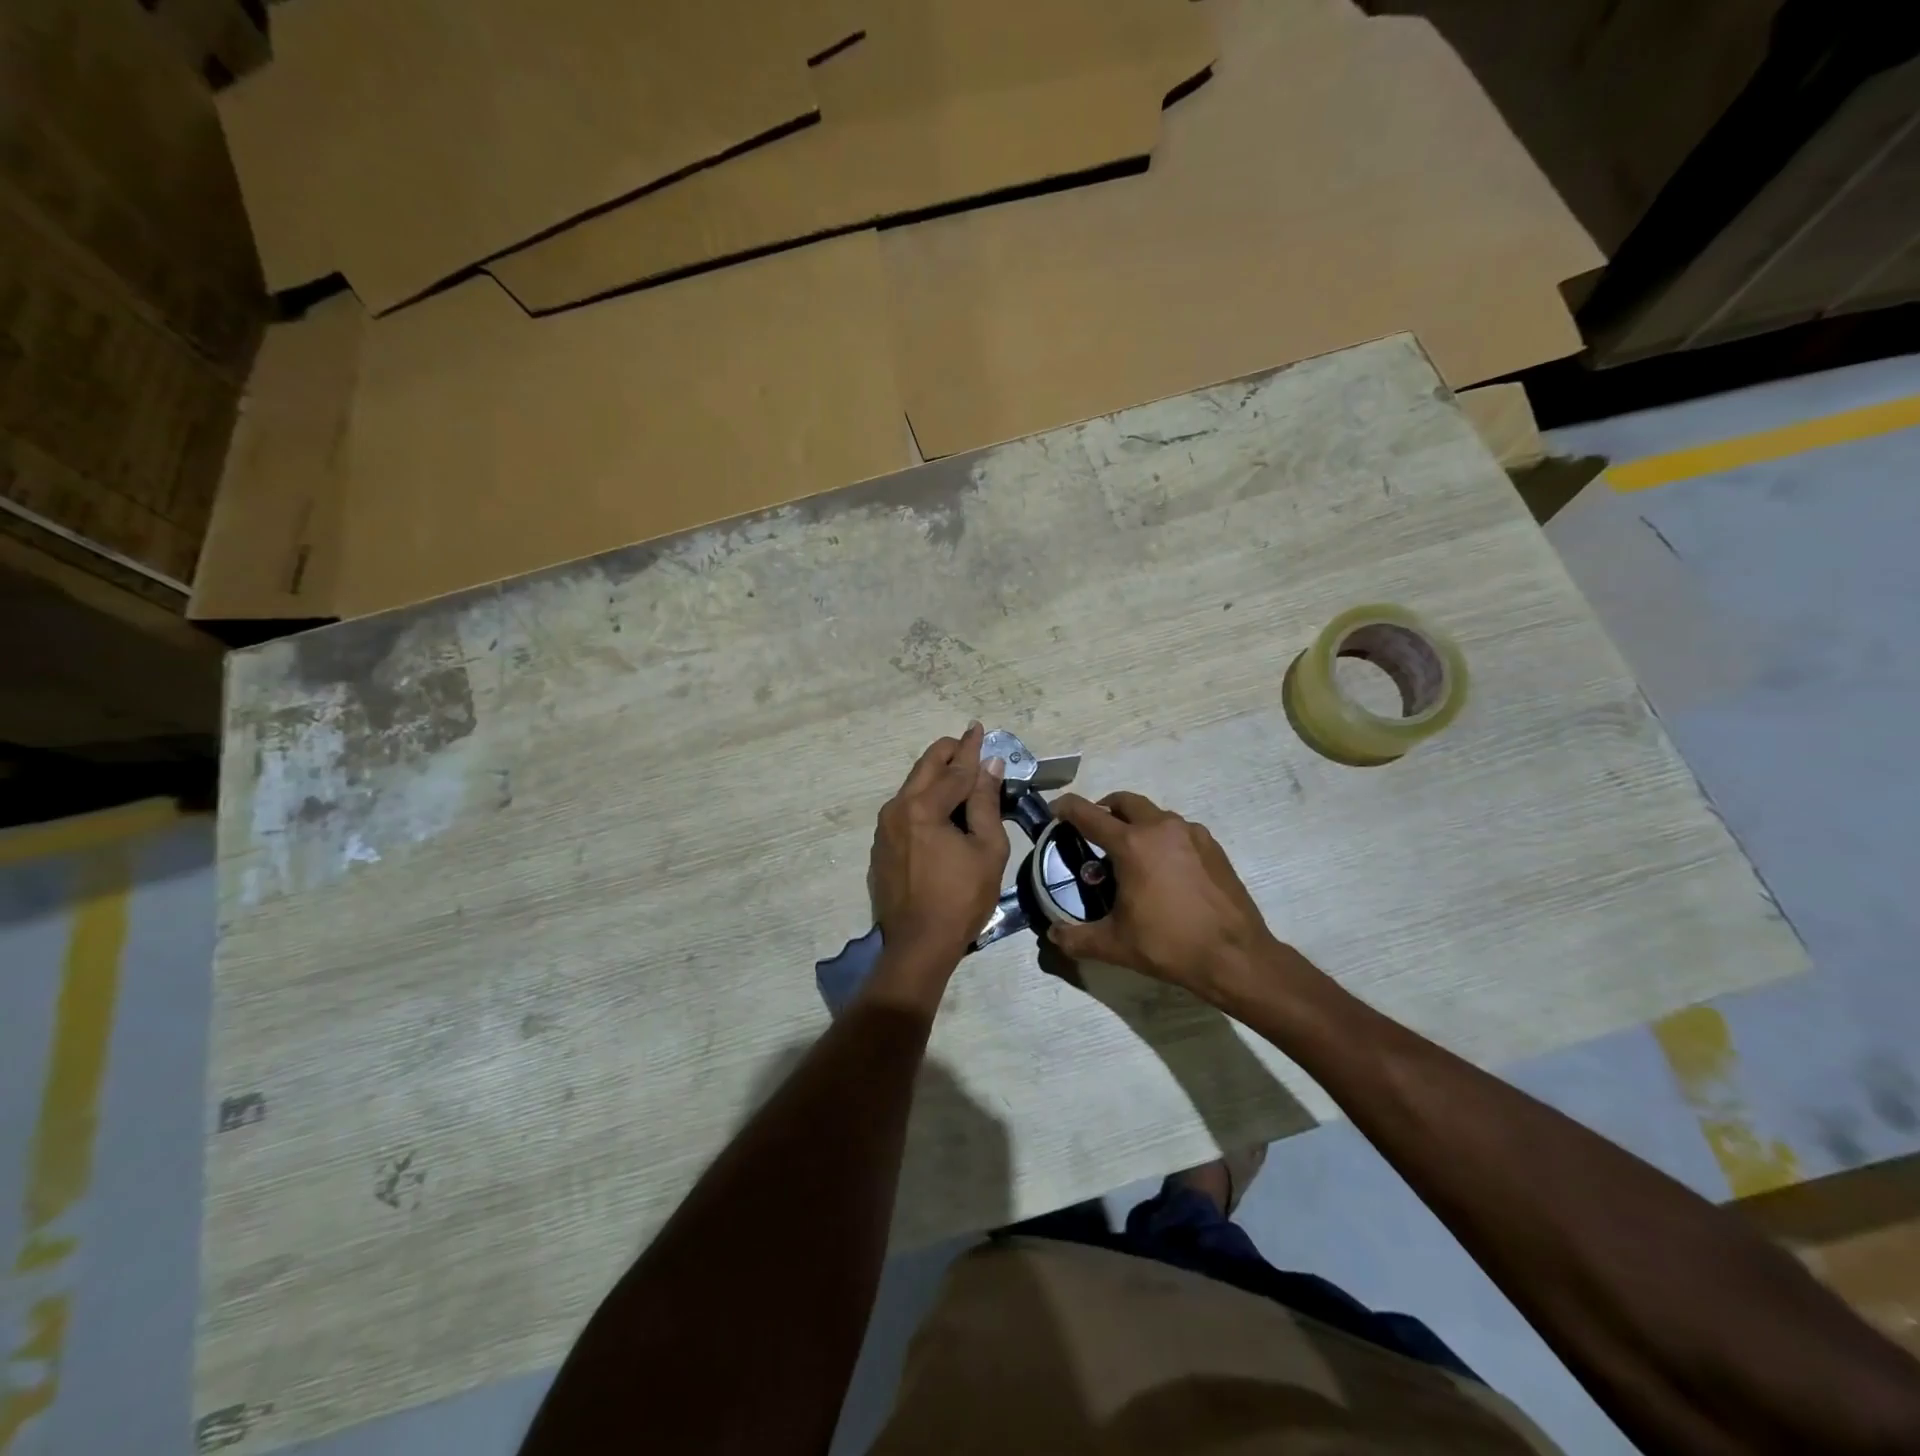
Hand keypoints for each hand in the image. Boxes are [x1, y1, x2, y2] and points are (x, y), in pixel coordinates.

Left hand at [869, 723, 1009, 976]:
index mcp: (923, 808)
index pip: (955, 770)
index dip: (971, 749)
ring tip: (958, 772)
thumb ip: (986, 803)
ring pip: (912, 787)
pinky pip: (904, 809)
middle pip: (925, 768)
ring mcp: (884, 828)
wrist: (918, 945)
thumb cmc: (961, 898)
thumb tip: (990, 767)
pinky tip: (939, 806)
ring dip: (935, 776)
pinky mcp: (881, 846)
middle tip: (967, 742)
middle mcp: (897, 809)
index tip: (979, 728)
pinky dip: (924, 799)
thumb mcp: (987, 850)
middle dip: (947, 752)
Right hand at [1046, 791, 1303, 1004]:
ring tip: (1130, 855)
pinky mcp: (1212, 846)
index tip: (1055, 811)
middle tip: (1094, 832)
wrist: (1235, 956)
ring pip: (1154, 814)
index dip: (1066, 808)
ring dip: (1136, 823)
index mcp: (1132, 845)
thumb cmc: (1169, 946)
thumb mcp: (1115, 945)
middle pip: (1124, 801)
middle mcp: (1161, 828)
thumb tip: (1052, 935)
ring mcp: (1192, 833)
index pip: (1088, 813)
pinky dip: (1163, 838)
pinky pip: (1178, 830)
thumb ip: (1076, 938)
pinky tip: (1164, 870)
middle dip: (1104, 809)